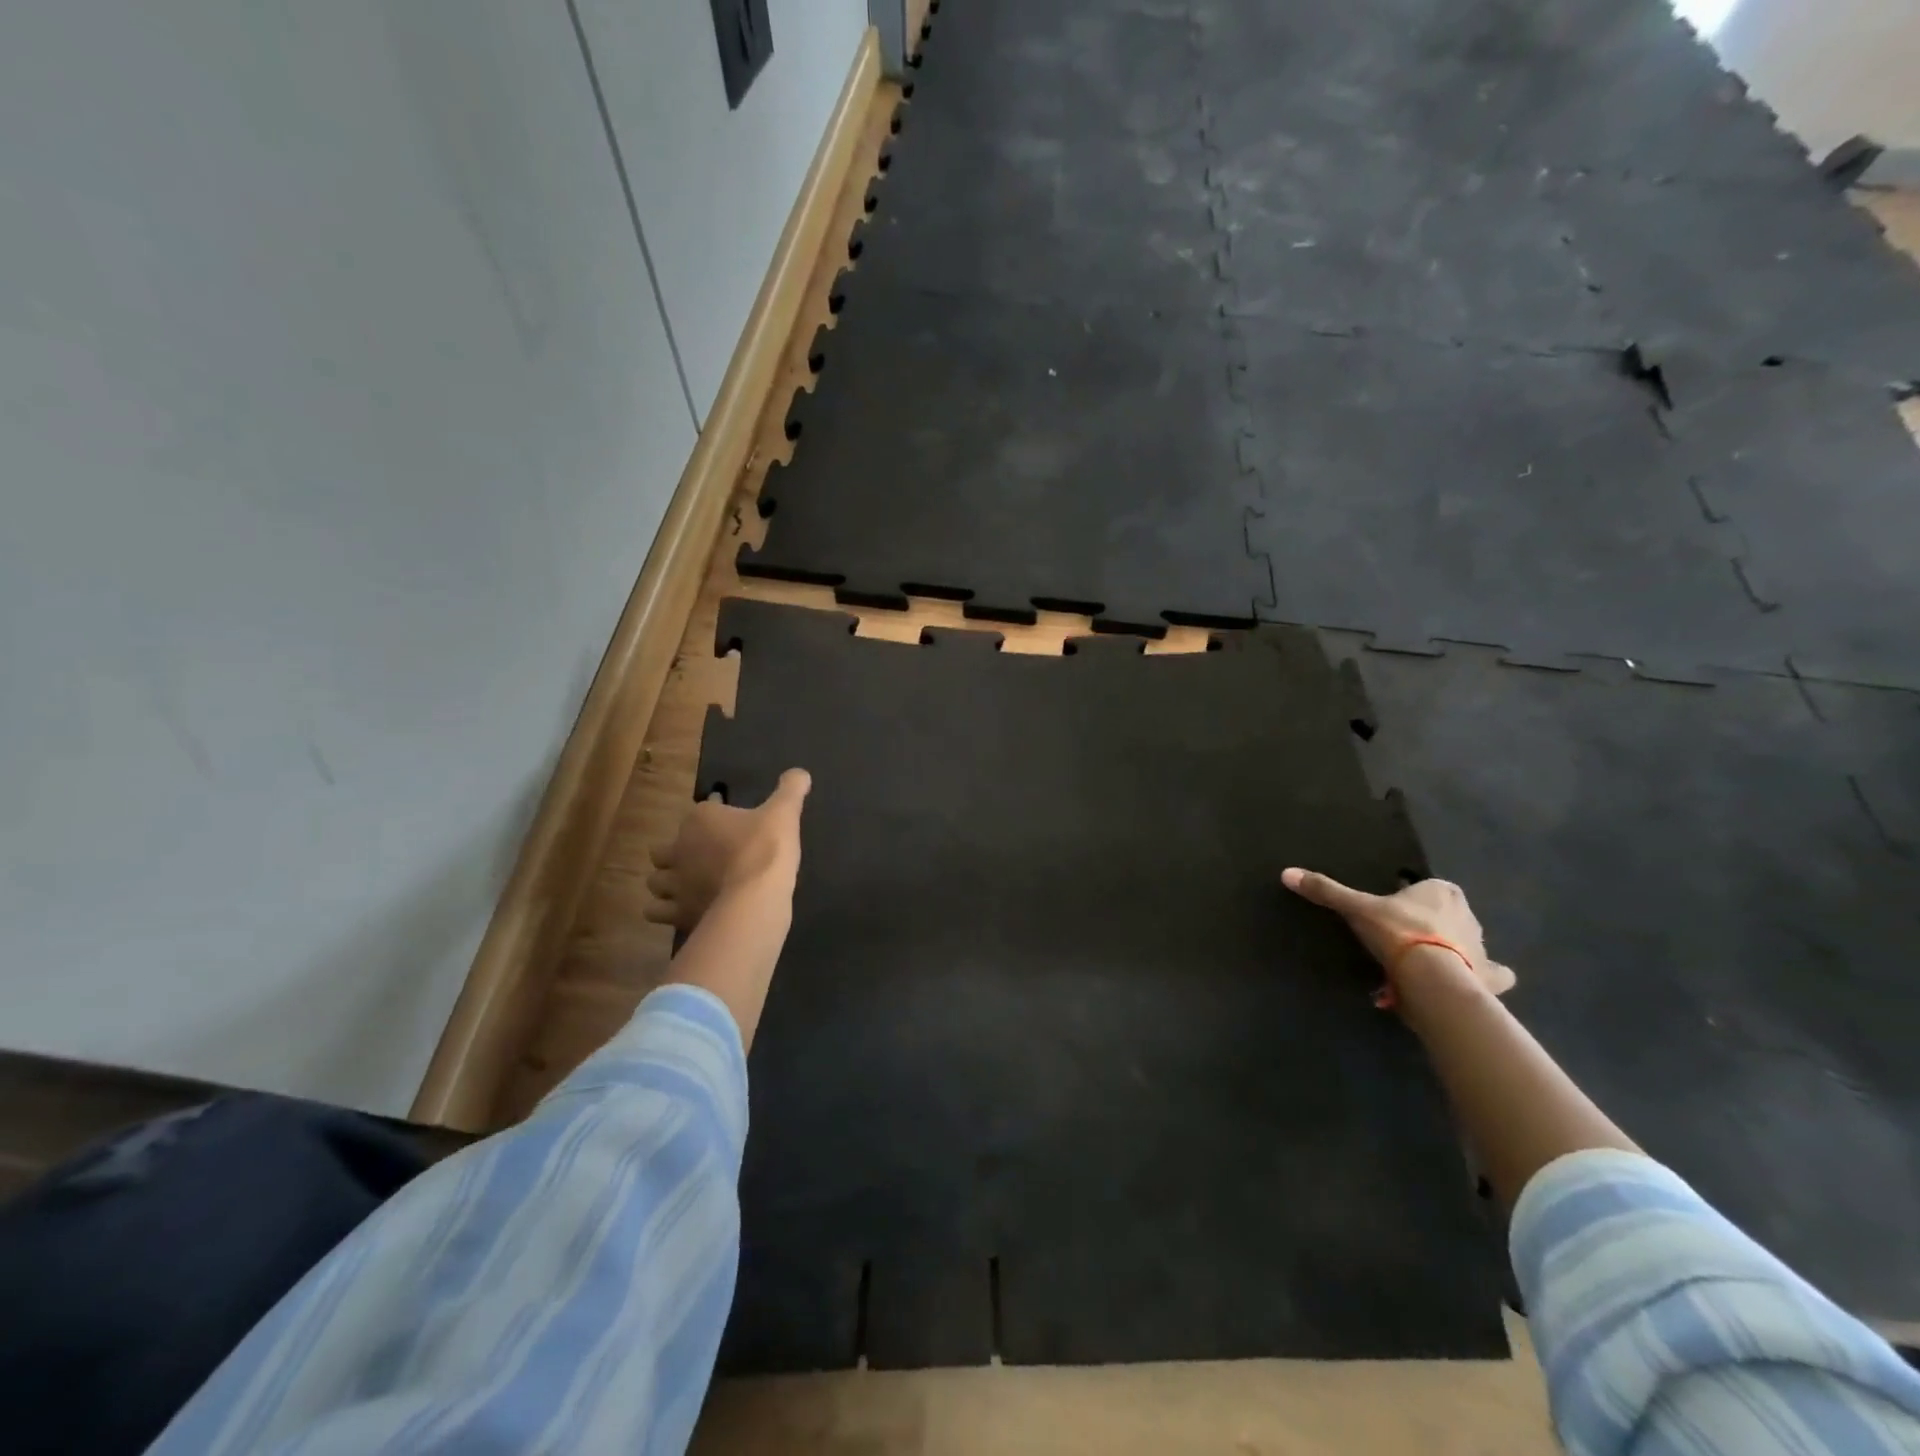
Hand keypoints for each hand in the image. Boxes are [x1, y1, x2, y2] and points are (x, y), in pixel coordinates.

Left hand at [646, 769, 810, 932]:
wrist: (756, 897)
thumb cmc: (766, 849)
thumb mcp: (785, 813)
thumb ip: (791, 789)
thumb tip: (801, 772)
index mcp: (700, 819)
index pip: (700, 811)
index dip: (713, 814)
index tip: (729, 821)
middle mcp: (679, 849)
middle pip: (663, 850)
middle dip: (676, 853)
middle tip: (700, 858)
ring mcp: (675, 884)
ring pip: (656, 882)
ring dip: (667, 883)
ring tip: (687, 887)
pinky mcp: (677, 914)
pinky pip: (658, 912)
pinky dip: (666, 912)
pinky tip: (684, 910)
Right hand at [1281, 869, 1515, 998]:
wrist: (1433, 979)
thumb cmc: (1398, 933)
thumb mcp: (1356, 909)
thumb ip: (1326, 891)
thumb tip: (1287, 873)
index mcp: (1441, 892)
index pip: (1428, 887)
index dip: (1412, 898)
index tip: (1393, 912)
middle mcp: (1467, 914)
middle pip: (1449, 915)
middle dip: (1433, 924)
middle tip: (1405, 940)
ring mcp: (1483, 947)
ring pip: (1469, 942)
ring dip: (1457, 950)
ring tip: (1429, 964)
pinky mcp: (1490, 977)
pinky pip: (1494, 975)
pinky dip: (1487, 978)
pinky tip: (1474, 984)